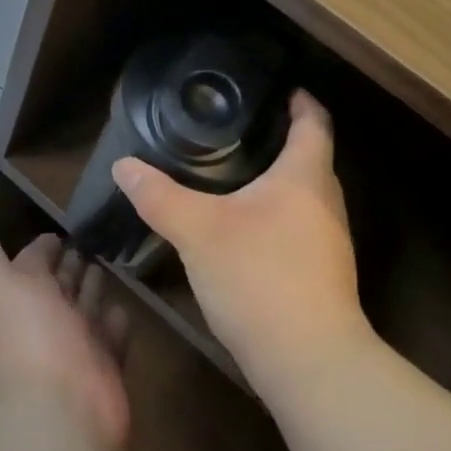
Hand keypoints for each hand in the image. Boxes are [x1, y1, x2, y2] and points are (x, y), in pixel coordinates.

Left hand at [0, 212, 130, 450]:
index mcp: (18, 298)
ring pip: (86, 308)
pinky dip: (116, 322)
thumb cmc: (28, 336)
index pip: (31, 263)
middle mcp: (44, 321)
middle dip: (71, 265)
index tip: (61, 229)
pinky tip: (122, 307)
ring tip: (109, 264)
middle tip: (92, 240)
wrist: (60, 411)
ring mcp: (76, 346)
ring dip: (93, 288)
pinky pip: (112, 338)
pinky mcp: (105, 367)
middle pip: (59, 285)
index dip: (43, 246)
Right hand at [112, 91, 369, 391]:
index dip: (301, 102)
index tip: (281, 88)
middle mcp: (325, 203)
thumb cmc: (259, 277)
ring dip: (277, 181)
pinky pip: (299, 226)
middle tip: (239, 129)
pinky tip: (243, 226)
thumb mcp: (198, 231)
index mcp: (304, 178)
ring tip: (235, 172)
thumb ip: (159, 196)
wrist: (308, 362)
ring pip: (304, 196)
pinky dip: (275, 214)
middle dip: (281, 140)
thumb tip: (123, 165)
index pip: (314, 124)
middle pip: (311, 158)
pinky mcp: (321, 274)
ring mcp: (328, 243)